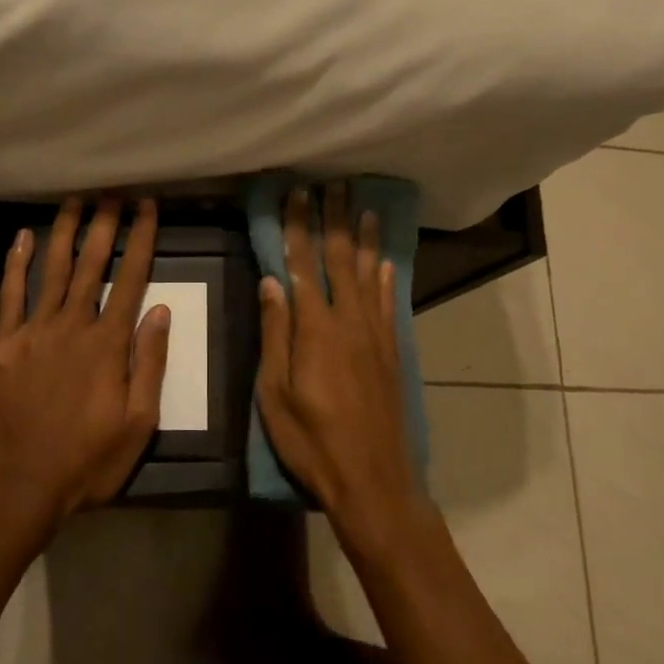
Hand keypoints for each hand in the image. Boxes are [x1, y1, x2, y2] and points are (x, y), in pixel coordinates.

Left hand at [0, 197, 170, 527]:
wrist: (17, 487)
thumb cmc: (87, 462)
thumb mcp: (138, 424)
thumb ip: (148, 363)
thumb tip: (159, 310)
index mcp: (108, 345)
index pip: (131, 279)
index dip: (141, 239)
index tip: (147, 206)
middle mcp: (72, 326)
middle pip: (92, 264)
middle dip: (105, 224)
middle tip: (113, 190)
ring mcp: (33, 332)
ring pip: (53, 270)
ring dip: (65, 232)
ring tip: (75, 199)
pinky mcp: (2, 344)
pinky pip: (10, 295)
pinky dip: (15, 263)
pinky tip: (21, 237)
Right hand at [256, 185, 422, 547]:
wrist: (373, 479)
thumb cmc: (312, 441)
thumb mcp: (275, 393)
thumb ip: (275, 334)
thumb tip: (271, 281)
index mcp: (315, 329)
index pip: (303, 266)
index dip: (297, 228)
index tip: (296, 194)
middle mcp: (349, 322)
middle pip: (341, 260)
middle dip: (334, 220)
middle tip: (332, 184)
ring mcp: (375, 336)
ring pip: (369, 275)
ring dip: (364, 239)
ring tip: (362, 207)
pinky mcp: (391, 353)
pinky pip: (387, 303)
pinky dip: (386, 278)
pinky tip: (386, 262)